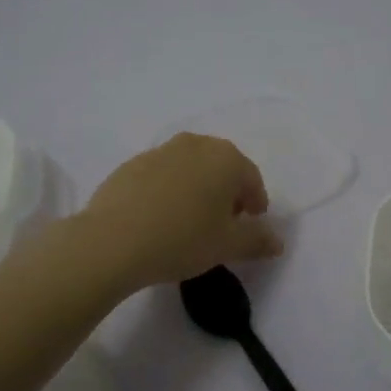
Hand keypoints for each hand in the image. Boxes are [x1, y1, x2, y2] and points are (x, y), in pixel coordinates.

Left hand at [82, 134, 282, 289]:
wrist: (112, 241)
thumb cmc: (182, 239)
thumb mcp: (228, 246)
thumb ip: (257, 240)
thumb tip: (278, 242)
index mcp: (226, 159)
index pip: (252, 179)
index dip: (255, 204)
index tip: (250, 225)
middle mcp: (196, 144)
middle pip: (221, 167)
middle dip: (227, 192)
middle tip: (222, 223)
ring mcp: (160, 151)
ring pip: (190, 168)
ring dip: (197, 189)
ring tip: (189, 221)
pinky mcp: (132, 164)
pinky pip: (162, 175)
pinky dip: (168, 191)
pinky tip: (159, 218)